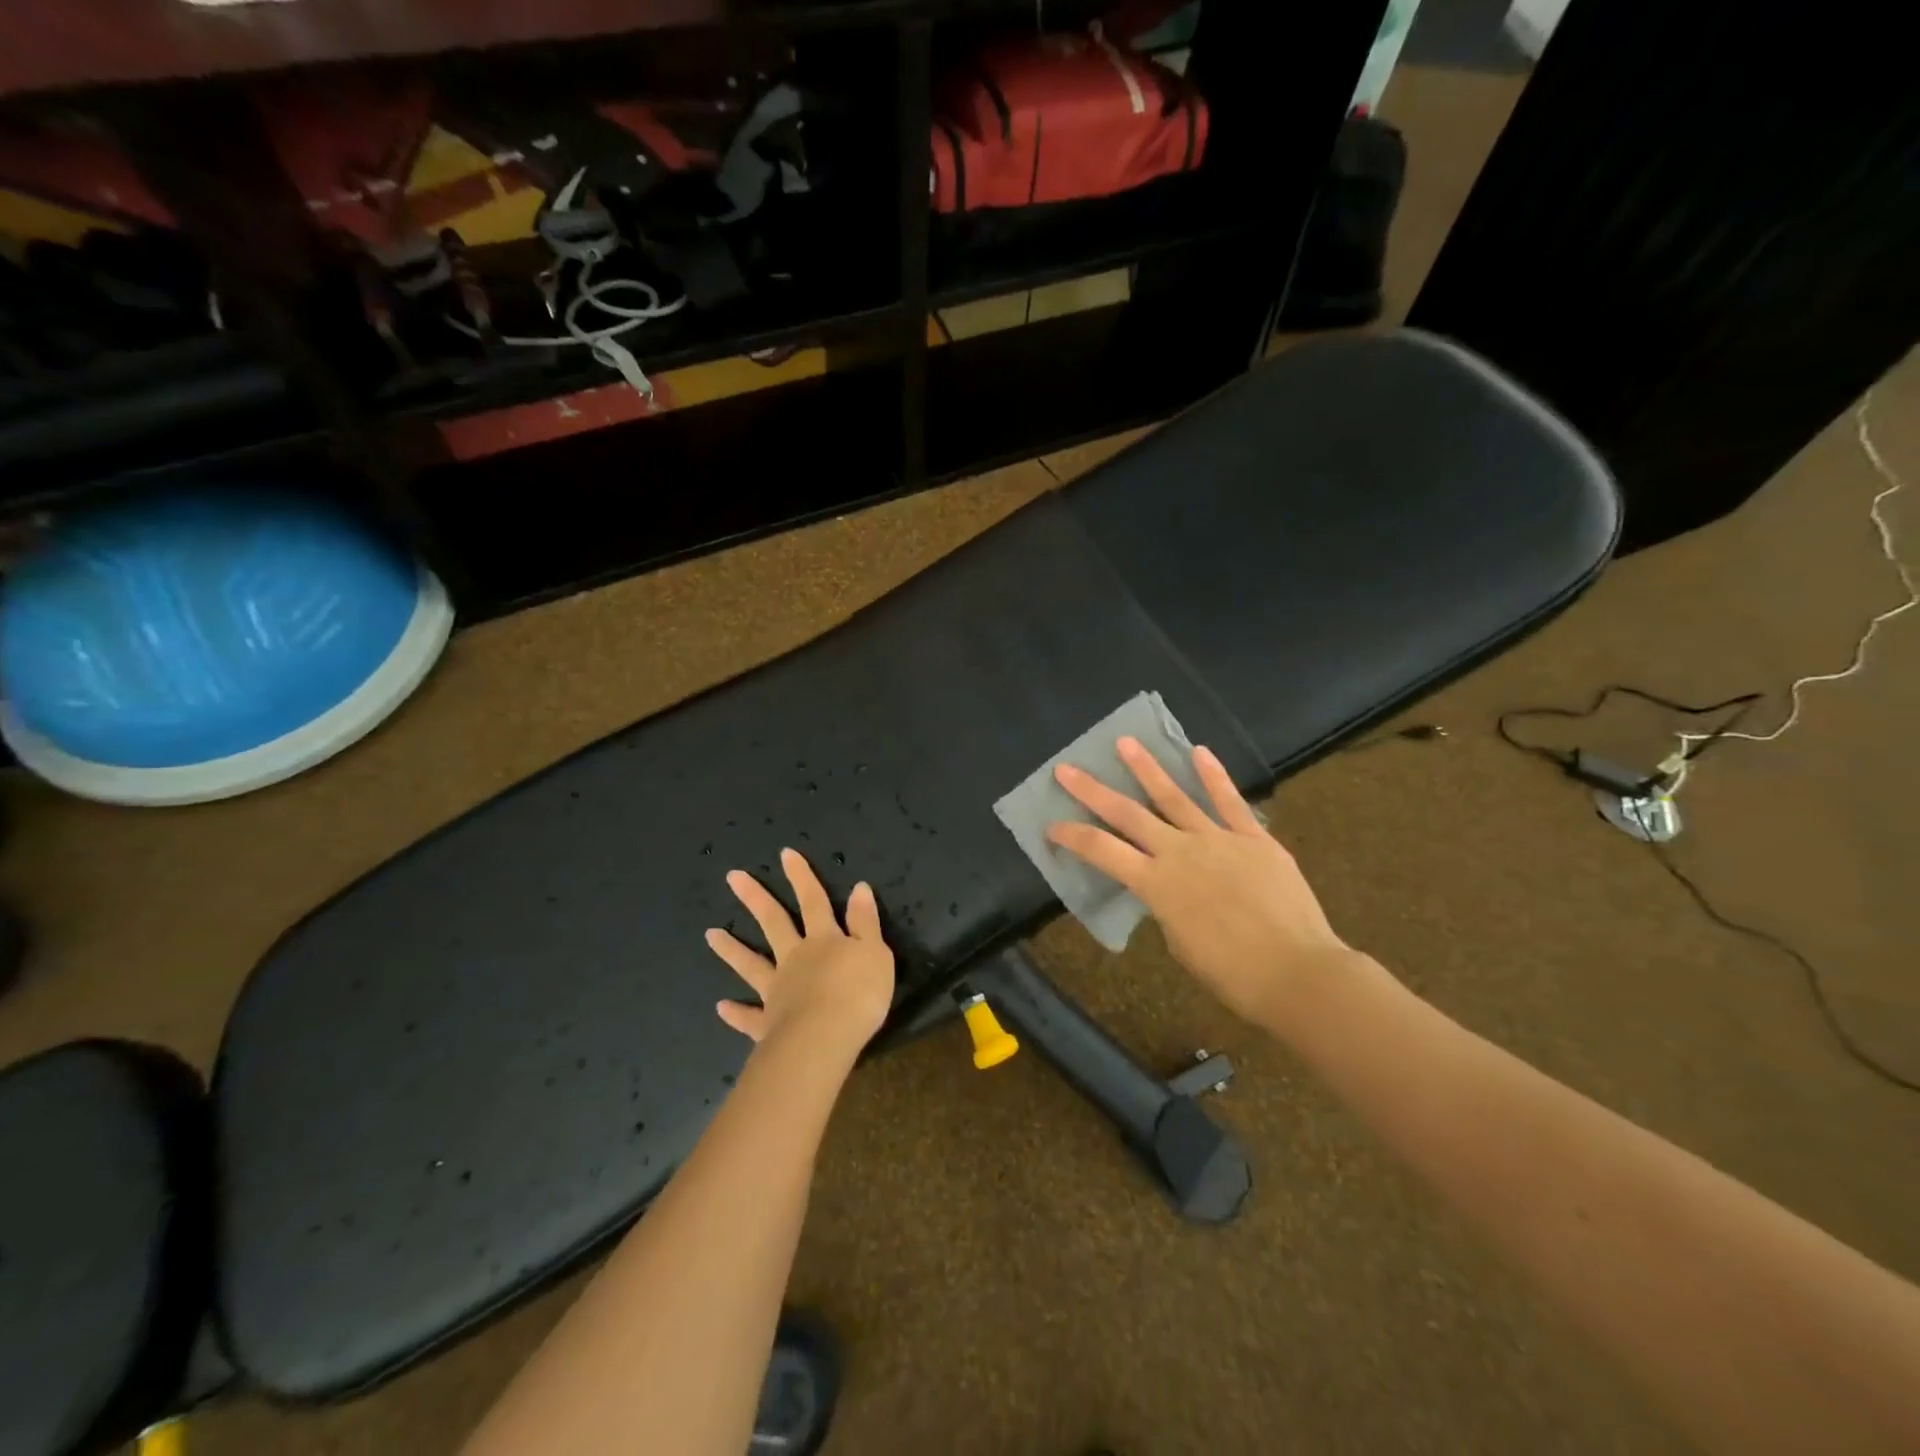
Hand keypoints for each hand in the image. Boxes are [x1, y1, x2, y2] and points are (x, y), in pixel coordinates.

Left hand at [705, 847, 894, 1058]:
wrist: (826, 1039)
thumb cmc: (858, 993)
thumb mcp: (875, 952)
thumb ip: (865, 921)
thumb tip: (859, 887)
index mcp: (823, 940)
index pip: (814, 901)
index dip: (802, 877)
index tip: (785, 853)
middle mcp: (794, 958)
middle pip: (774, 923)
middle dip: (756, 898)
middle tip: (733, 877)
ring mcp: (777, 990)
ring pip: (751, 965)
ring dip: (731, 949)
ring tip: (710, 934)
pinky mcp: (768, 1024)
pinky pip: (749, 1016)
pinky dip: (736, 1012)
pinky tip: (721, 1007)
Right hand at [1047, 737, 1356, 1029]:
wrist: (1297, 972)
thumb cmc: (1233, 974)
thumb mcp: (1181, 944)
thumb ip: (1168, 907)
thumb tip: (1170, 888)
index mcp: (1156, 884)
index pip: (1102, 851)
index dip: (1073, 836)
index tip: (1051, 825)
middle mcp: (1180, 852)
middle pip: (1127, 814)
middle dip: (1093, 791)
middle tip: (1067, 768)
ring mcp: (1218, 839)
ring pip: (1174, 797)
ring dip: (1146, 769)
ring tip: (1125, 743)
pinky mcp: (1254, 838)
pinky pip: (1230, 802)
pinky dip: (1214, 776)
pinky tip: (1199, 752)